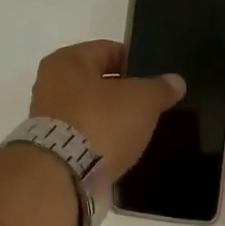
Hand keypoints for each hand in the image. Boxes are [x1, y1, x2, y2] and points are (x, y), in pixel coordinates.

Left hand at [29, 40, 185, 181]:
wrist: (64, 175)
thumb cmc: (101, 122)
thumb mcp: (142, 100)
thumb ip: (160, 88)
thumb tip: (176, 81)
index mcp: (68, 61)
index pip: (109, 50)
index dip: (137, 61)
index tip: (158, 78)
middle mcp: (51, 84)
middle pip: (98, 82)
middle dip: (125, 92)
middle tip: (152, 105)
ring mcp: (48, 118)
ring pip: (91, 110)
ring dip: (112, 118)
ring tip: (140, 129)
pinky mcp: (52, 149)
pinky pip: (85, 136)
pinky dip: (102, 140)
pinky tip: (122, 149)